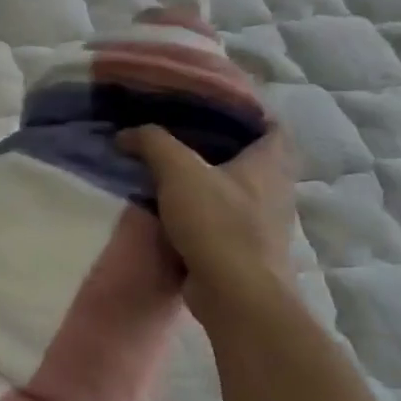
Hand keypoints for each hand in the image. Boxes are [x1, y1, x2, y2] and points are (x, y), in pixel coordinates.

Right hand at [117, 124, 297, 310]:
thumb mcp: (179, 172)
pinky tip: (169, 208)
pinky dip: (199, 211)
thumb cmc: (217, 225)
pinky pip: (220, 218)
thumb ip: (153, 144)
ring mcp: (262, 222)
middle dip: (217, 145)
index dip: (244, 110)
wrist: (236, 296)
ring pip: (233, 189)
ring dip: (205, 180)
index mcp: (270, 162)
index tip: (208, 104)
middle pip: (249, 156)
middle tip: (177, 134)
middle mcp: (274, 188)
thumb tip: (126, 134)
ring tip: (166, 169)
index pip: (269, 123)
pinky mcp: (244, 249)